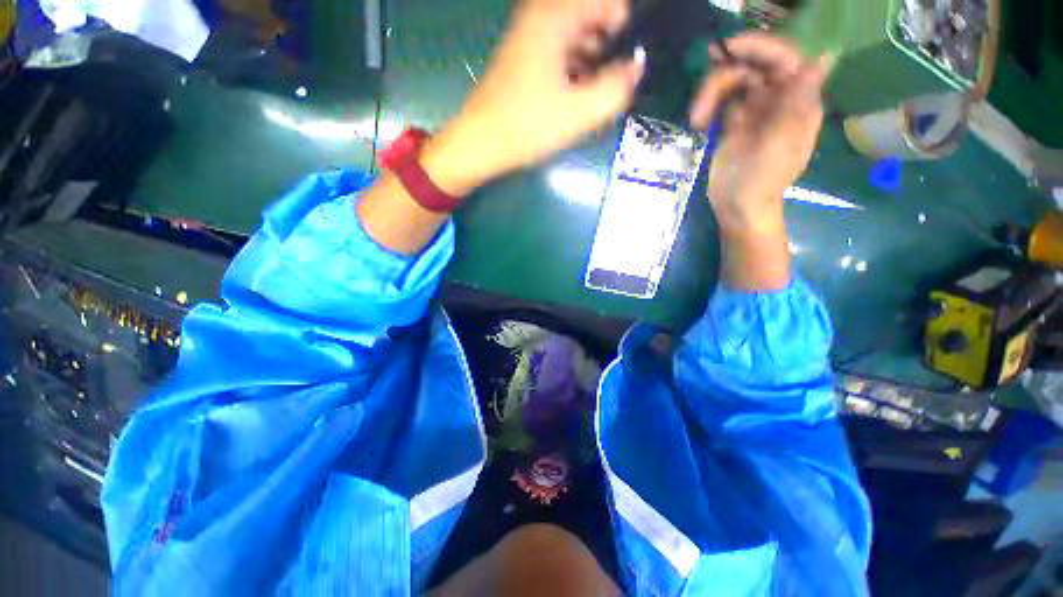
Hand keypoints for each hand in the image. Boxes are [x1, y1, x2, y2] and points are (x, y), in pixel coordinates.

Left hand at [422, 0, 644, 195]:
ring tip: (593, 97)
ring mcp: (529, 37)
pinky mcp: (524, 59)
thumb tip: (636, 69)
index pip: (609, 4)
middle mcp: (541, 17)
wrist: (481, 143)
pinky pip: (560, 54)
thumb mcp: (579, 112)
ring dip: (591, 63)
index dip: (625, 32)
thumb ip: (616, 89)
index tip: (627, 66)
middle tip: (608, 87)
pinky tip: (574, 99)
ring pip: (576, 38)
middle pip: (591, 19)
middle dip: (608, 50)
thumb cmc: (527, 126)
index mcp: (555, 17)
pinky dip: (574, 71)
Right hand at [689, 33, 832, 232]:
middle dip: (730, 67)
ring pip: (734, 80)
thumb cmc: (761, 180)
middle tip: (709, 63)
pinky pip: (721, 99)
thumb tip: (824, 57)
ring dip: (712, 92)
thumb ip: (797, 102)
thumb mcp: (780, 142)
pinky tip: (698, 120)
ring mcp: (754, 109)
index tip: (732, 48)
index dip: (762, 48)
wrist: (737, 206)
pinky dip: (707, 105)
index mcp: (798, 101)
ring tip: (697, 118)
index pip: (786, 59)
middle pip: (756, 65)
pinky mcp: (733, 121)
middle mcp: (778, 98)